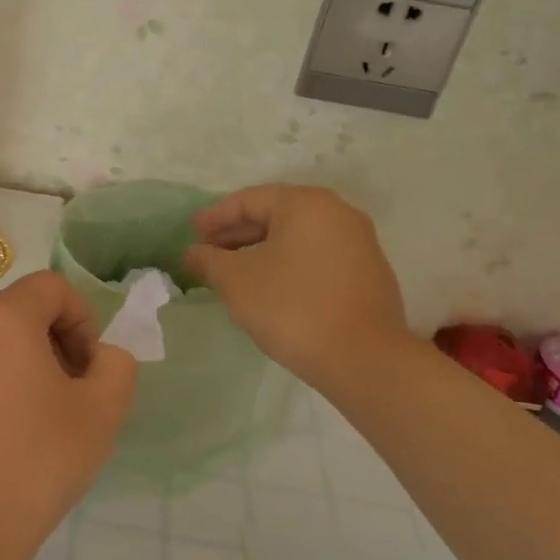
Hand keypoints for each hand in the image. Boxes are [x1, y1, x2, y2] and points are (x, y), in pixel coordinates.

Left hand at [0, 271, 138, 559]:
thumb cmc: (32, 463)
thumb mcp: (101, 412)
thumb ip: (116, 366)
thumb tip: (101, 357)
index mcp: (0, 317)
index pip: (52, 289)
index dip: (82, 322)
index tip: (88, 372)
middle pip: (18, 314)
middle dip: (52, 346)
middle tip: (68, 399)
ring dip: (19, 368)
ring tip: (32, 424)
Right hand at [183, 184, 406, 384]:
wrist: (364, 359)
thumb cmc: (292, 308)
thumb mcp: (237, 281)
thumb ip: (209, 260)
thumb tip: (192, 253)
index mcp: (306, 204)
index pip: (249, 200)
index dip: (215, 216)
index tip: (191, 234)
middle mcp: (338, 214)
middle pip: (276, 215)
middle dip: (237, 234)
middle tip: (207, 253)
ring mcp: (359, 244)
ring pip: (297, 239)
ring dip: (261, 252)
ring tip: (232, 274)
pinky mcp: (368, 274)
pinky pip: (316, 258)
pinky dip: (287, 266)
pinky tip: (269, 290)